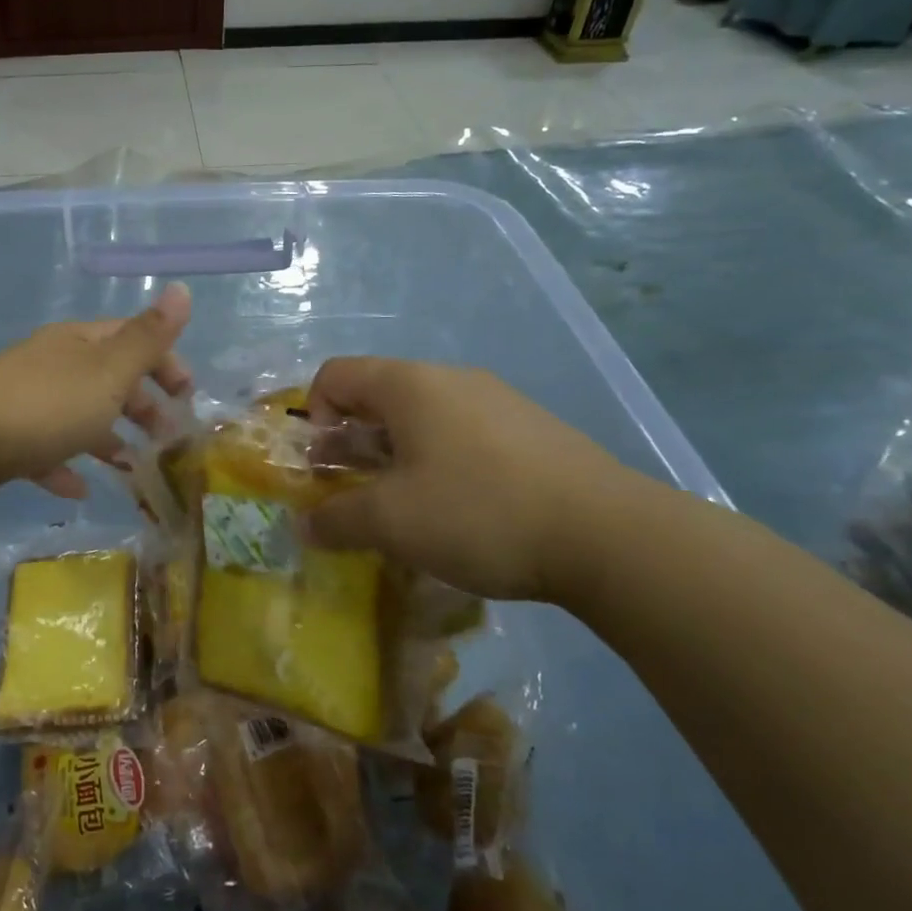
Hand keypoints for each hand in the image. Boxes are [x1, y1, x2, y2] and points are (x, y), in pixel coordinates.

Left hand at [0, 283, 192, 498]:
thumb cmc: (48, 403)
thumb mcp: (109, 371)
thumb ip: (148, 337)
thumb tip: (182, 288)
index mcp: (81, 343)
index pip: (133, 340)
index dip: (166, 362)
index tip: (188, 396)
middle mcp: (56, 365)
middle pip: (108, 378)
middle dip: (141, 403)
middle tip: (166, 435)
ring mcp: (29, 401)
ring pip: (79, 415)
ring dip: (108, 436)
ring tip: (132, 464)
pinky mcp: (8, 438)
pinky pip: (47, 450)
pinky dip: (66, 466)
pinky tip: (80, 489)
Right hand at [303, 358, 643, 606]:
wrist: (608, 535)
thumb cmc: (479, 513)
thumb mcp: (392, 522)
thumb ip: (336, 519)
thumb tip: (303, 525)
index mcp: (409, 384)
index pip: (335, 375)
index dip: (314, 416)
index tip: (324, 467)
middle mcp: (451, 379)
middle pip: (378, 396)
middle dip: (353, 443)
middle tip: (355, 494)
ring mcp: (497, 401)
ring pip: (423, 418)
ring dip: (396, 457)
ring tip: (407, 509)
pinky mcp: (531, 430)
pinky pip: (463, 435)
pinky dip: (441, 463)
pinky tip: (461, 511)